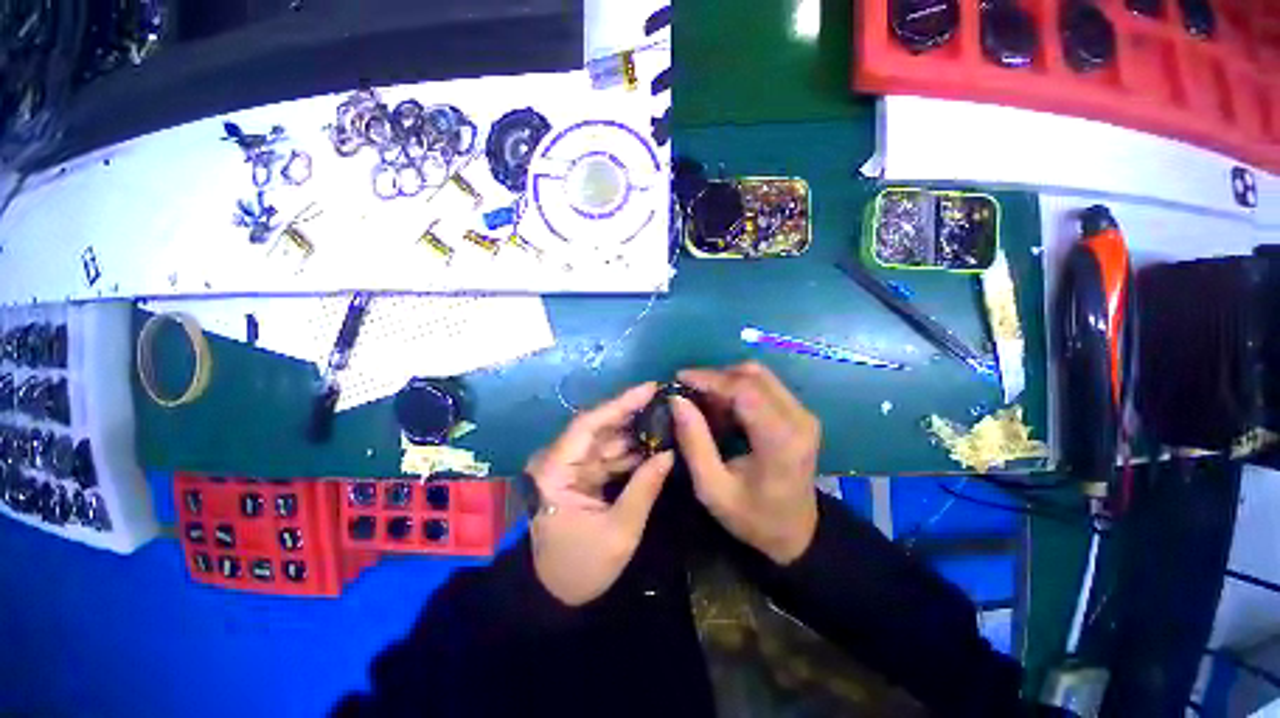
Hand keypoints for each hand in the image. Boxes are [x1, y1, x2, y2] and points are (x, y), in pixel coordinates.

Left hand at [526, 383, 674, 605]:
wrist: (547, 600)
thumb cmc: (577, 569)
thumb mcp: (618, 532)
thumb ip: (644, 488)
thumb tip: (669, 454)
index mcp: (555, 470)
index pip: (588, 424)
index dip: (621, 403)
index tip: (651, 388)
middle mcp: (557, 460)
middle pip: (598, 428)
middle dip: (632, 415)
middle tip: (665, 403)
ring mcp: (567, 468)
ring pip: (604, 440)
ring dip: (633, 433)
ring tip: (665, 422)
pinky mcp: (577, 477)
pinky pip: (605, 457)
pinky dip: (628, 452)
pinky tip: (652, 447)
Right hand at [671, 363, 819, 564]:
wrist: (797, 533)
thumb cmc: (753, 518)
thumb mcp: (712, 488)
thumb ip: (694, 442)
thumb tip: (676, 400)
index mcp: (780, 440)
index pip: (745, 389)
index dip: (710, 378)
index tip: (679, 379)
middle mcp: (798, 419)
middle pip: (753, 375)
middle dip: (715, 377)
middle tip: (688, 391)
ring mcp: (803, 414)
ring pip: (759, 376)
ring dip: (727, 381)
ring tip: (703, 400)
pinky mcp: (800, 414)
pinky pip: (765, 386)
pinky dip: (738, 388)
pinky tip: (722, 407)